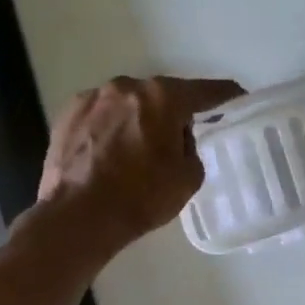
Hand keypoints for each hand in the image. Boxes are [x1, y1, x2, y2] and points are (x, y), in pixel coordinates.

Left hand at [34, 75, 243, 250]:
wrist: (76, 217)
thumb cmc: (140, 196)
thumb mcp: (189, 176)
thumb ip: (191, 147)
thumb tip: (177, 137)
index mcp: (163, 97)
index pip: (205, 91)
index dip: (225, 95)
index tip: (238, 96)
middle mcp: (128, 87)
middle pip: (162, 94)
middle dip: (173, 111)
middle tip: (180, 136)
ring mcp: (94, 98)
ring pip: (129, 103)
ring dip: (139, 118)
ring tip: (139, 147)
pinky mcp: (67, 114)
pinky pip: (102, 114)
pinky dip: (111, 126)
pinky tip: (111, 151)